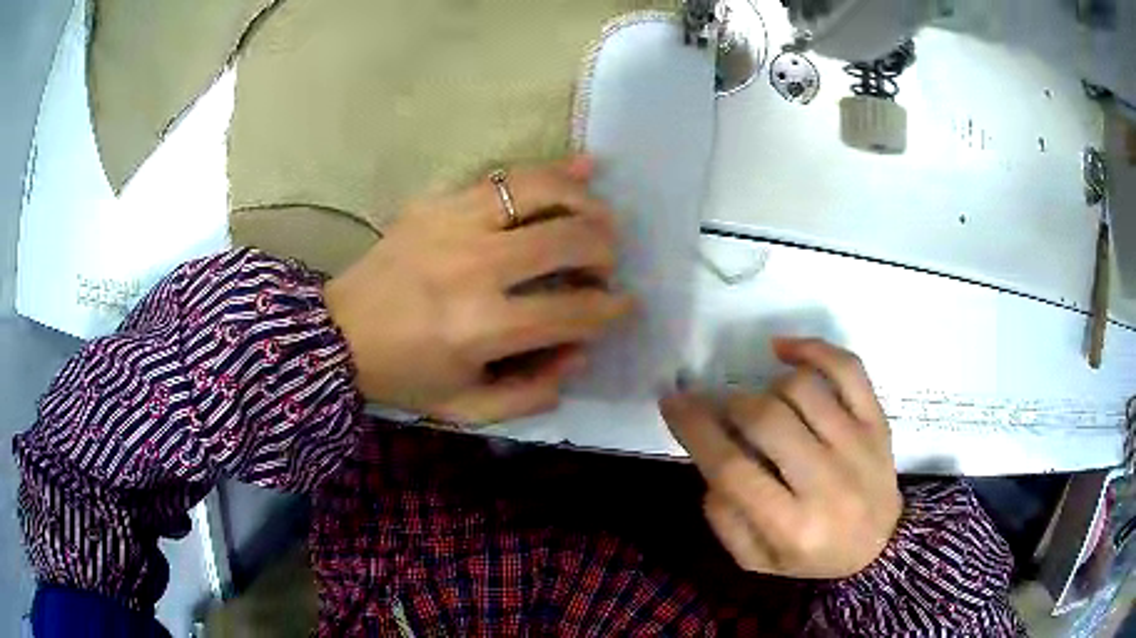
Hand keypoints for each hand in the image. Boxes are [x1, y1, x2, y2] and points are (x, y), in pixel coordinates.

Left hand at [326, 156, 633, 422]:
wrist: (337, 334)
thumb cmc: (404, 376)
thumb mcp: (467, 408)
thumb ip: (532, 393)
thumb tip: (580, 352)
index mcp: (480, 328)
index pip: (572, 311)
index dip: (610, 308)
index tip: (625, 304)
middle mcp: (473, 267)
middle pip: (568, 240)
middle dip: (605, 252)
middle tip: (608, 264)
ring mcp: (453, 224)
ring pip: (542, 192)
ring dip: (586, 203)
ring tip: (600, 217)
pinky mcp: (437, 202)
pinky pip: (505, 176)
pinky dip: (552, 171)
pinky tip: (583, 166)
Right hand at [659, 338, 901, 578]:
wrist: (879, 545)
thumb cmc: (812, 556)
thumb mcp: (756, 560)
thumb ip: (724, 518)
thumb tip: (710, 457)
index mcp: (792, 527)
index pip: (733, 469)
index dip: (695, 429)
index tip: (673, 402)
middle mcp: (827, 482)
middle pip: (767, 420)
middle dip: (729, 405)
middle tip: (718, 408)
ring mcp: (858, 445)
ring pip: (802, 389)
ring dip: (766, 387)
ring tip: (760, 403)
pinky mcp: (877, 421)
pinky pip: (847, 369)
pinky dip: (813, 349)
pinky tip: (785, 351)